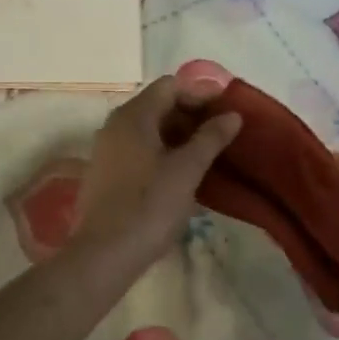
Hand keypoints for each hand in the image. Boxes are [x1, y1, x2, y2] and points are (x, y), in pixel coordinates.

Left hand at [73, 77, 240, 270]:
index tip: (226, 113)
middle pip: (157, 104)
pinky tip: (180, 172)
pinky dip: (161, 151)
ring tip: (206, 154)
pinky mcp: (105, 171)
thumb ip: (211, 138)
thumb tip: (232, 115)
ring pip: (147, 128)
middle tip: (220, 135)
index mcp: (133, 116)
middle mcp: (115, 124)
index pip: (170, 86)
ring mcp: (107, 148)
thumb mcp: (187, 170)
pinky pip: (138, 148)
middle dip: (190, 115)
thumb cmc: (150, 206)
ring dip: (177, 135)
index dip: (200, 94)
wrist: (105, 253)